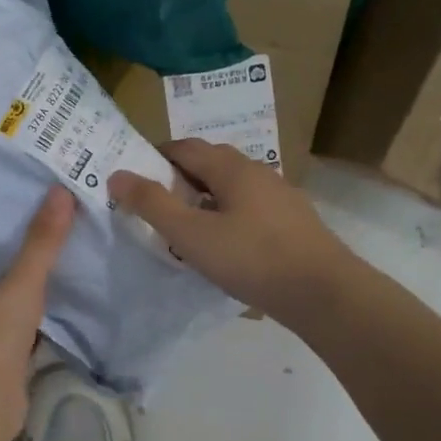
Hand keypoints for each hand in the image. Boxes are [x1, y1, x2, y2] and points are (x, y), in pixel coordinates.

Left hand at [0, 186, 76, 440]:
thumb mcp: (20, 282)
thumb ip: (41, 242)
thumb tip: (61, 190)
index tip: (19, 187)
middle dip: (23, 237)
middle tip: (56, 204)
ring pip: (15, 287)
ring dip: (37, 270)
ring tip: (71, 234)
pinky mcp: (10, 346)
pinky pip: (31, 313)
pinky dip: (48, 301)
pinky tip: (74, 282)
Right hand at [109, 139, 352, 323]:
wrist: (324, 293)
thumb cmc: (251, 258)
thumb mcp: (190, 234)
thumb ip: (152, 204)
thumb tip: (117, 175)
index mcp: (231, 168)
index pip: (185, 147)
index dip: (155, 156)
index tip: (133, 176)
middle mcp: (257, 172)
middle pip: (210, 162)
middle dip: (179, 175)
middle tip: (154, 201)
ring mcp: (280, 196)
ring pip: (232, 186)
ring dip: (204, 196)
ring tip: (185, 224)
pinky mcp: (293, 222)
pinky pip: (250, 207)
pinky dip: (227, 214)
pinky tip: (224, 243)